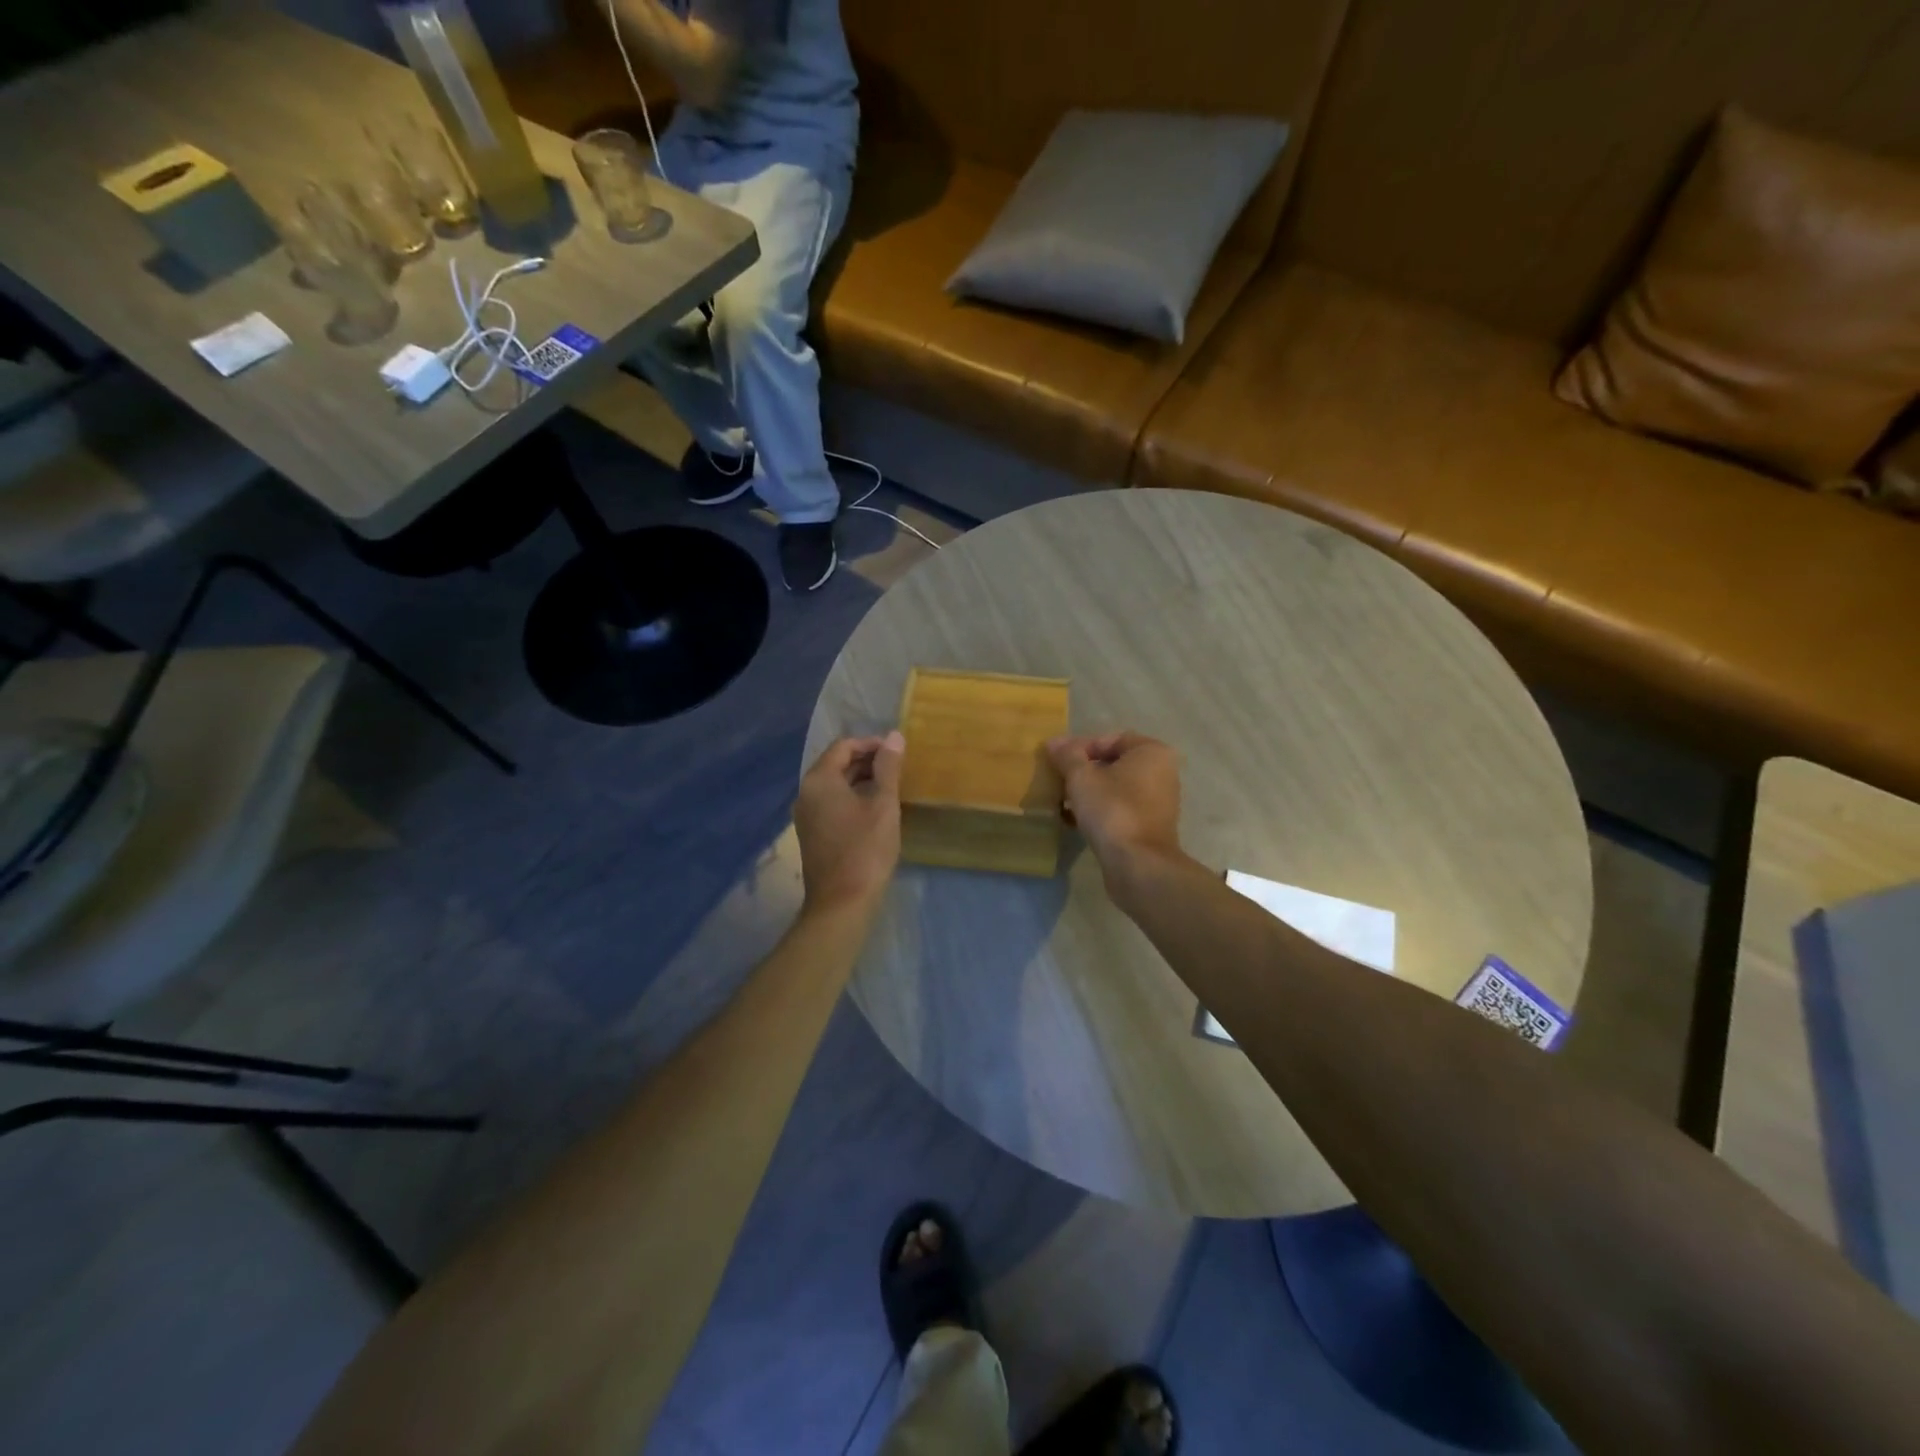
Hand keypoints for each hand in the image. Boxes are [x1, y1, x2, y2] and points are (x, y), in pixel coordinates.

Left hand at [795, 732, 904, 915]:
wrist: (842, 903)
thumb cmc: (865, 849)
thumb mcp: (883, 804)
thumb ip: (888, 767)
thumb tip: (893, 736)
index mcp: (819, 780)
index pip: (843, 746)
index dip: (871, 744)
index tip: (897, 752)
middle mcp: (806, 793)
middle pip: (836, 764)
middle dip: (867, 761)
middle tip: (898, 768)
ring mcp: (806, 815)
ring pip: (835, 785)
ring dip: (861, 780)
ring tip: (891, 787)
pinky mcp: (812, 834)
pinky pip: (832, 804)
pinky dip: (853, 798)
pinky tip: (875, 810)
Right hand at [1047, 732, 1183, 888]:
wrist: (1137, 865)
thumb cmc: (1112, 810)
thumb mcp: (1082, 777)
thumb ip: (1067, 755)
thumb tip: (1054, 742)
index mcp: (1152, 752)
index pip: (1111, 739)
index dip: (1081, 747)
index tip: (1058, 761)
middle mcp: (1162, 773)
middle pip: (1113, 764)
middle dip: (1083, 771)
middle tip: (1058, 780)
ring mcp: (1158, 802)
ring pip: (1115, 789)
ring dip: (1088, 793)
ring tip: (1062, 801)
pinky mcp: (1149, 828)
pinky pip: (1119, 809)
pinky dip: (1098, 811)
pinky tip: (1073, 820)